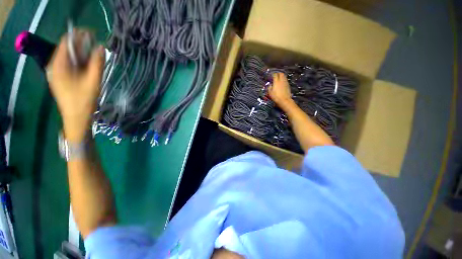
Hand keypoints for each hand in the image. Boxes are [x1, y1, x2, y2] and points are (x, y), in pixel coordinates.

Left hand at [46, 31, 104, 141]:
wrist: (76, 118)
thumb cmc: (83, 100)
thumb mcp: (93, 81)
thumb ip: (97, 63)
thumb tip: (101, 47)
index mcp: (58, 64)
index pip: (67, 42)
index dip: (80, 36)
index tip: (94, 35)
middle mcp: (55, 65)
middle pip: (68, 49)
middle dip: (82, 46)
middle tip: (98, 48)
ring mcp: (57, 72)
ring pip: (70, 57)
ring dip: (82, 55)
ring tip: (96, 58)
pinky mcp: (61, 78)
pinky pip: (70, 65)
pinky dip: (80, 62)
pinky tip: (89, 67)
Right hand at [268, 73, 294, 108]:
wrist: (284, 100)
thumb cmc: (276, 97)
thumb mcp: (270, 92)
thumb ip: (269, 87)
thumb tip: (270, 84)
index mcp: (276, 81)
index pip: (275, 75)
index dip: (273, 74)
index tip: (271, 76)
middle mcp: (281, 80)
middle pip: (281, 74)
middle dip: (278, 73)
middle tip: (276, 75)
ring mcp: (285, 82)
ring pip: (284, 76)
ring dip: (281, 76)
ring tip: (279, 79)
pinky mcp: (288, 85)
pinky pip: (285, 80)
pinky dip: (283, 80)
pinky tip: (281, 83)